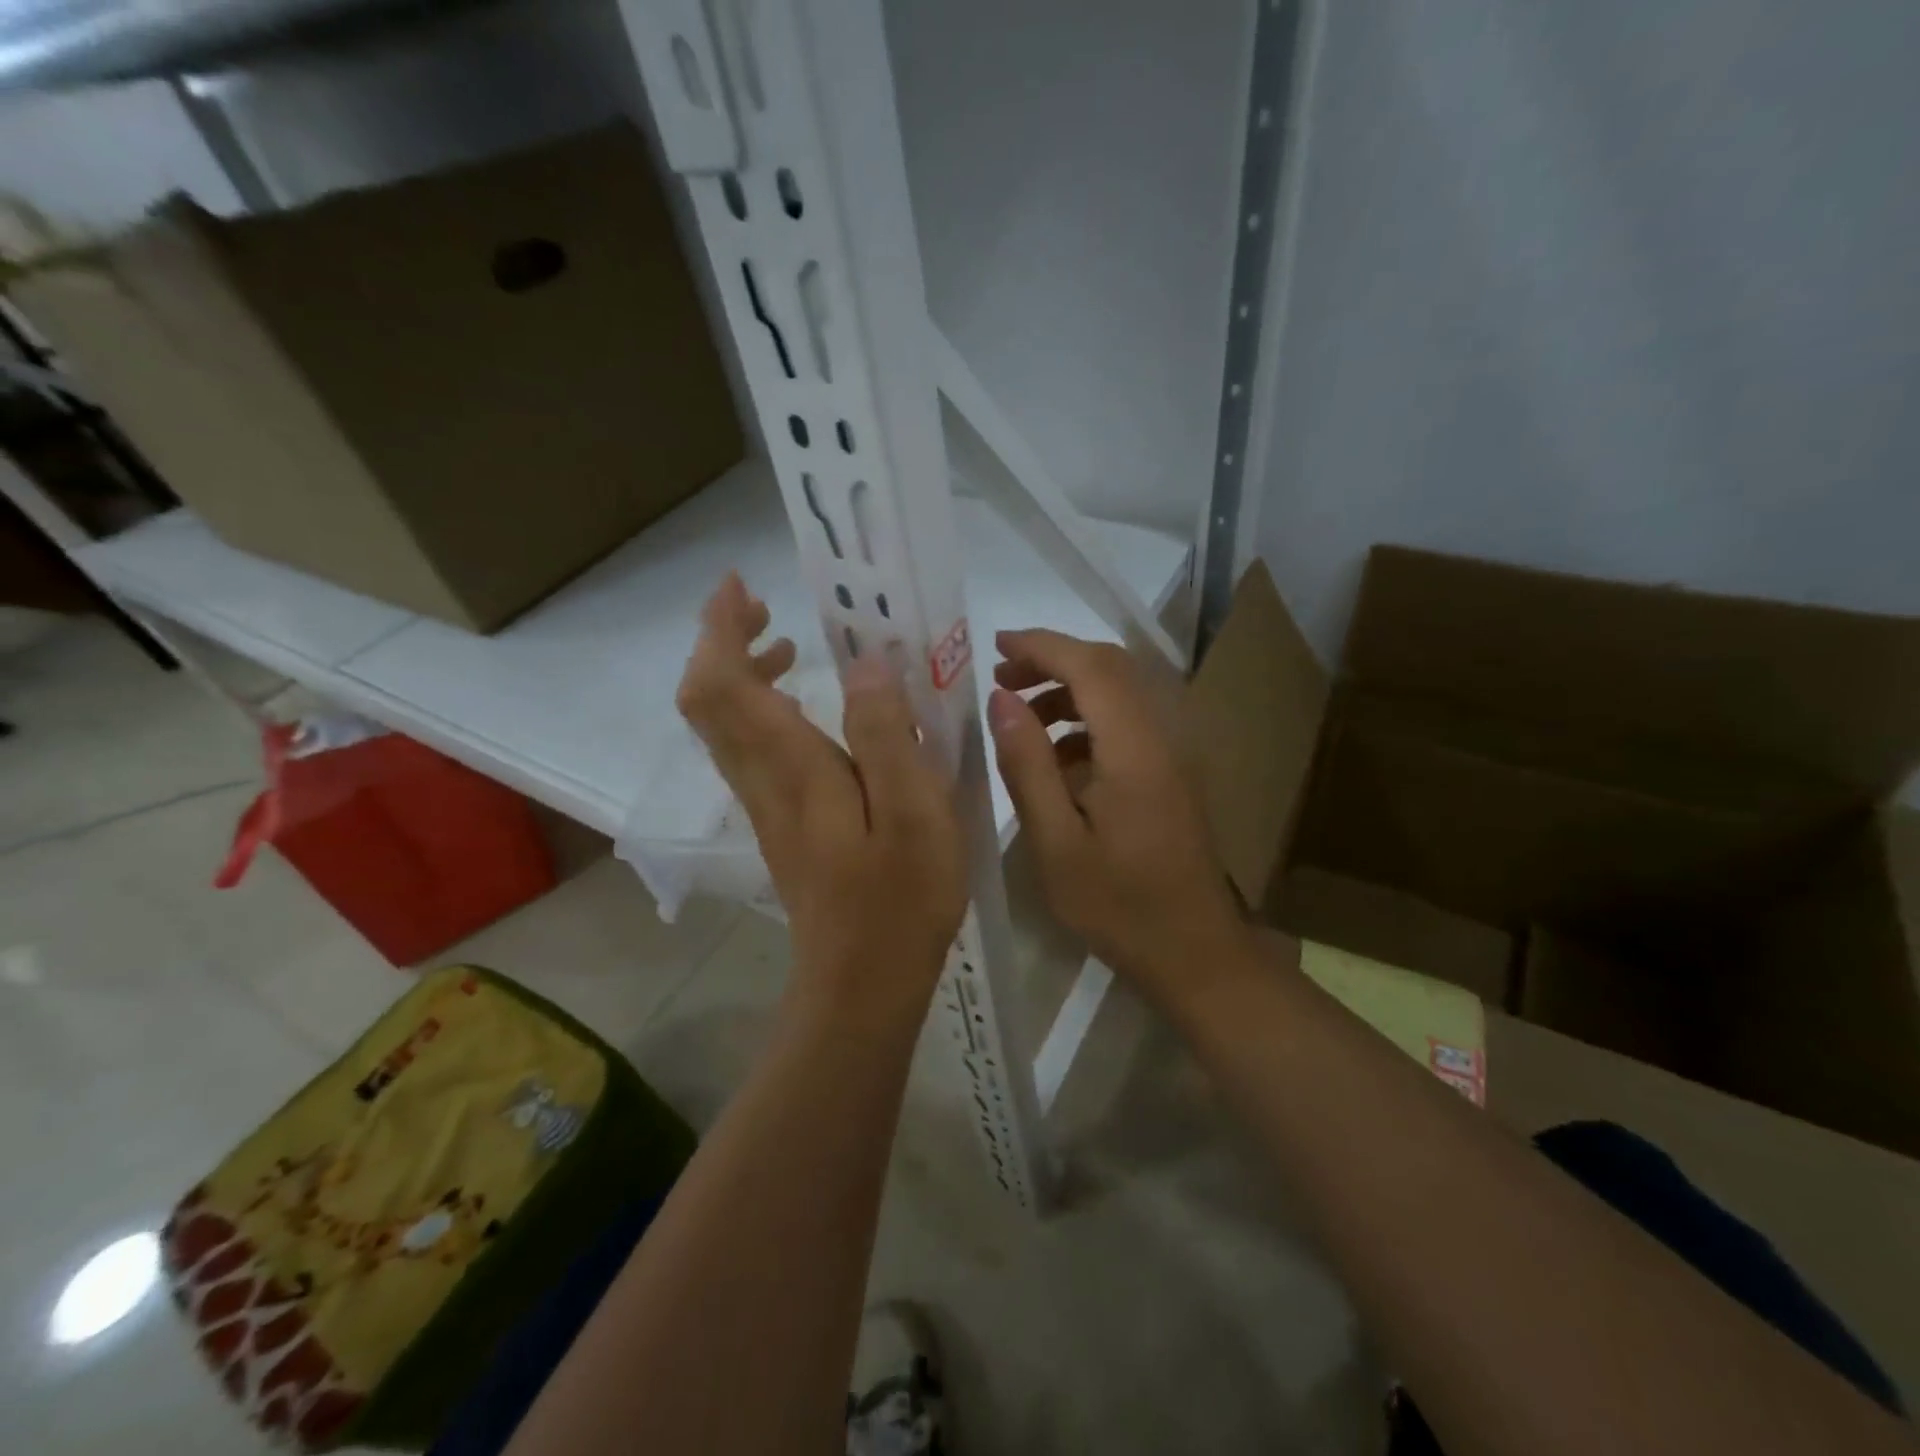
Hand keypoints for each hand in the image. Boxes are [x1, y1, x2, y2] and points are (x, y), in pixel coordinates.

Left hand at [676, 576, 966, 1021]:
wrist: (863, 987)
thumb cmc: (899, 900)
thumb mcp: (913, 812)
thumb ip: (885, 734)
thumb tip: (865, 663)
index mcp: (792, 770)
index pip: (721, 686)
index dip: (718, 629)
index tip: (740, 585)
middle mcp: (763, 782)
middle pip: (709, 702)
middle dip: (723, 643)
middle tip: (765, 608)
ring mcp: (766, 808)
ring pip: (727, 727)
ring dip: (744, 675)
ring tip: (793, 647)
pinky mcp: (782, 827)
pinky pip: (751, 752)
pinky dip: (765, 712)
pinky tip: (813, 713)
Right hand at [987, 630, 1254, 1007]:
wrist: (1195, 952)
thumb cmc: (1118, 905)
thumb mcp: (1055, 842)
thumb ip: (1027, 765)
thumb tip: (1001, 700)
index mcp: (1134, 749)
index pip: (1090, 665)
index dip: (1041, 645)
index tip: (994, 646)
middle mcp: (1162, 736)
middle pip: (1111, 667)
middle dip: (1053, 660)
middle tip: (1001, 679)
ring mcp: (1172, 754)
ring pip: (1120, 692)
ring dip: (1069, 690)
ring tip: (1020, 716)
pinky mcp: (1171, 774)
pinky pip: (1127, 724)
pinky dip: (1086, 721)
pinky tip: (1056, 759)